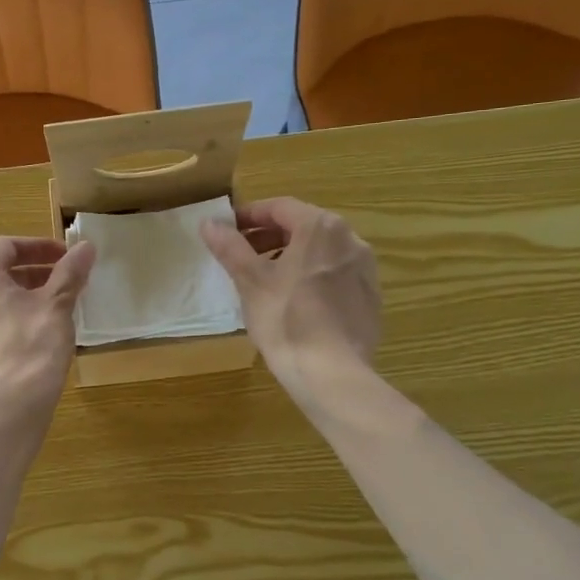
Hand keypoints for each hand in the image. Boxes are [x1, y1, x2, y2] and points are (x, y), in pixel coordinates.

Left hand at [0, 236, 96, 420]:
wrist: (6, 409)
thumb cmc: (32, 346)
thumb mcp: (57, 304)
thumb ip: (70, 272)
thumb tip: (86, 246)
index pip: (6, 246)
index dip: (40, 247)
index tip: (67, 258)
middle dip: (30, 278)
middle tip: (61, 287)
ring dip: (15, 306)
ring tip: (47, 318)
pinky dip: (3, 333)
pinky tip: (26, 349)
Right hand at [200, 198, 380, 408]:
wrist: (331, 372)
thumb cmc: (286, 319)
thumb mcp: (250, 280)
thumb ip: (230, 247)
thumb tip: (209, 222)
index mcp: (320, 227)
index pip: (279, 207)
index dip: (250, 216)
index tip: (228, 230)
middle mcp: (350, 239)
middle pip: (303, 227)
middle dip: (269, 237)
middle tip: (242, 255)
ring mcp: (365, 269)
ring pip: (321, 251)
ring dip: (291, 256)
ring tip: (265, 279)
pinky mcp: (370, 297)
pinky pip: (336, 275)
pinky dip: (313, 277)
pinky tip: (295, 302)